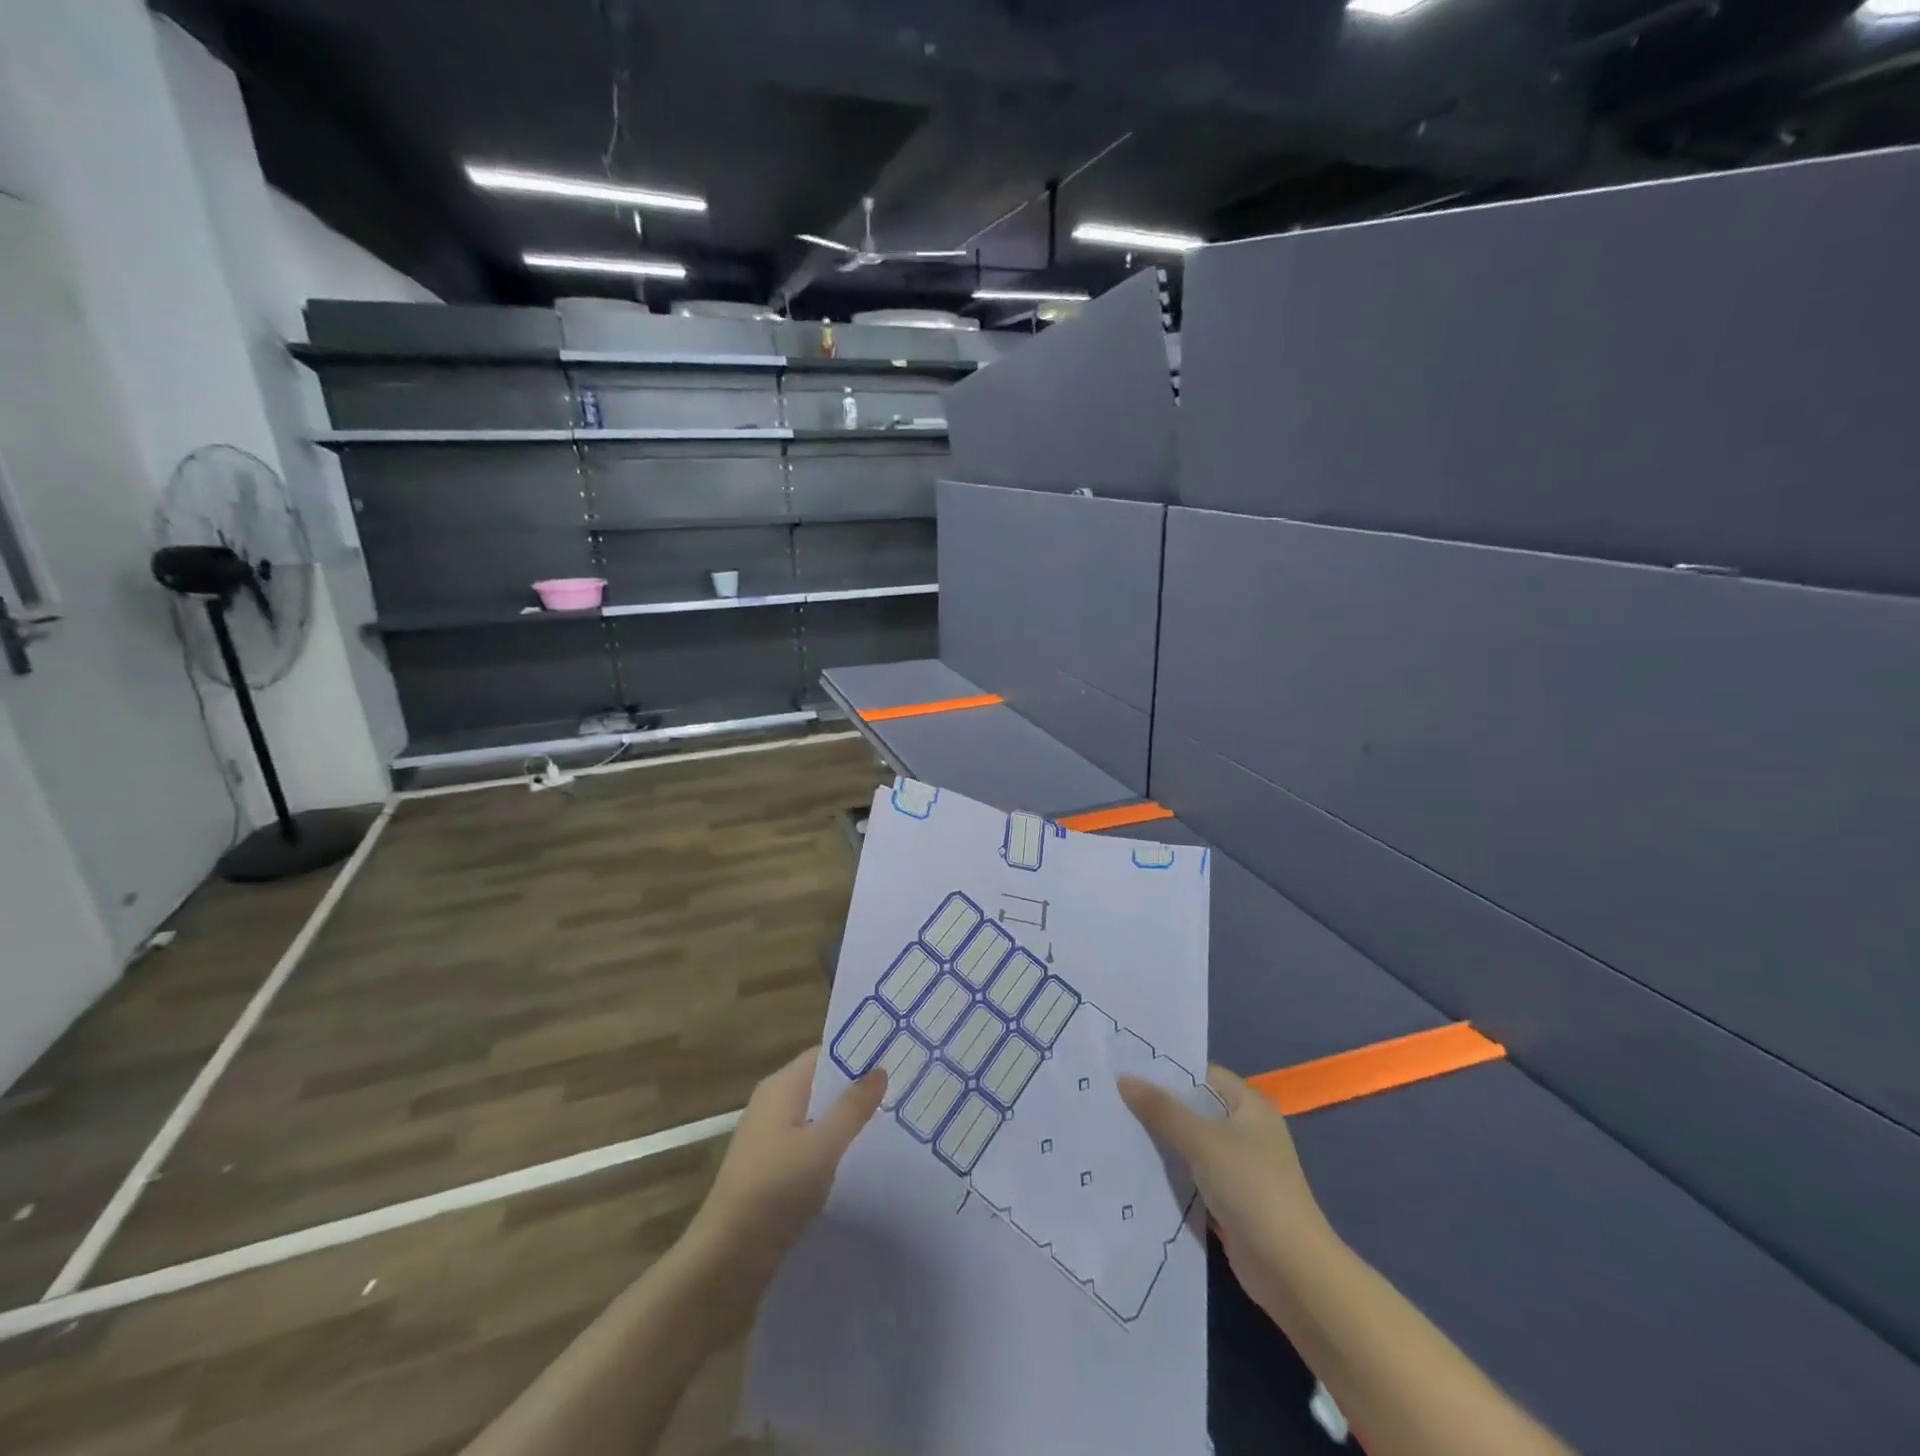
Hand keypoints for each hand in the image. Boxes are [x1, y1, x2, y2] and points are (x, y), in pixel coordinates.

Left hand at [681, 1047, 885, 1328]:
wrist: (727, 1260)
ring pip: (817, 1117)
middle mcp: (772, 1105)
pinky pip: (809, 1144)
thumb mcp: (822, 1146)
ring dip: (846, 1120)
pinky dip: (833, 1147)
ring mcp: (769, 1138)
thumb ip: (853, 1107)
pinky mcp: (771, 1170)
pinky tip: (860, 1161)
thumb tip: (880, 1069)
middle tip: (902, 1090)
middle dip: (857, 1089)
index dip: (858, 1054)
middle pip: (821, 1084)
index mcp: (780, 1087)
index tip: (895, 1057)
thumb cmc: (775, 1190)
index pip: (824, 1054)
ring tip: (891, 1124)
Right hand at [1119, 1064, 1331, 1316]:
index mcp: (1250, 1105)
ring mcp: (1239, 1167)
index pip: (1202, 1075)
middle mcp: (1246, 1130)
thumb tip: (1124, 1079)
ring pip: (1190, 1143)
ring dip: (1160, 1141)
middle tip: (1111, 1096)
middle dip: (1157, 1106)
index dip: (1167, 1071)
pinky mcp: (1229, 1199)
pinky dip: (1169, 1172)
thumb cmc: (1253, 1190)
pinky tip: (1134, 1167)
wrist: (1292, 1272)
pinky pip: (1192, 1175)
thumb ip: (1162, 1110)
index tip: (1126, 1068)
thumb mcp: (1203, 1142)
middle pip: (1194, 1109)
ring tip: (1114, 1127)